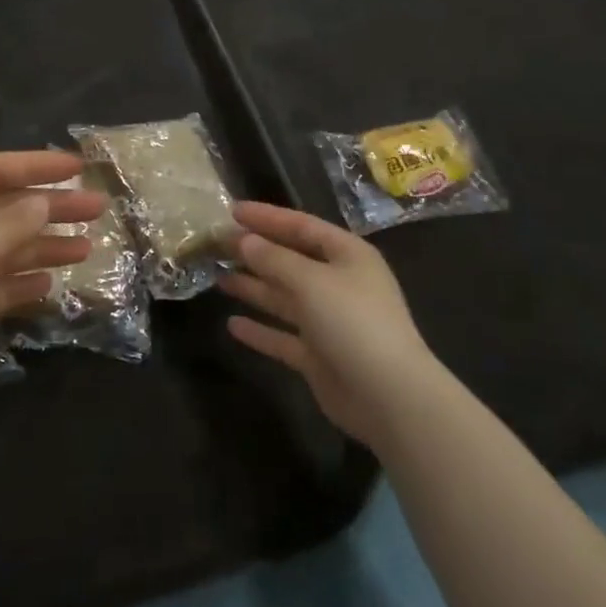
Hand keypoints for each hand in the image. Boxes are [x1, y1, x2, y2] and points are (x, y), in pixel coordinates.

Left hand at [0, 150, 104, 456]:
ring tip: (86, 250)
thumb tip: (43, 201)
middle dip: (49, 208)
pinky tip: (48, 287)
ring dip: (42, 246)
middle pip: (2, 210)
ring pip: (2, 250)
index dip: (35, 165)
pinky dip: (20, 283)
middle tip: (98, 211)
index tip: (79, 170)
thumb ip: (8, 225)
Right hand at [220, 201, 443, 449]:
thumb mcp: (311, 281)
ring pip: (284, 297)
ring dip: (254, 287)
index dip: (267, 217)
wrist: (388, 396)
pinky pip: (283, 336)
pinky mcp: (319, 356)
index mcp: (347, 255)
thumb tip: (245, 240)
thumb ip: (274, 259)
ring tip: (218, 277)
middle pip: (291, 260)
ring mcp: (329, 322)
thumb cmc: (353, 322)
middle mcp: (339, 284)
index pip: (302, 226)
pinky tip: (232, 325)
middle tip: (217, 244)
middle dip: (256, 252)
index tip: (232, 211)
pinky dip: (260, 331)